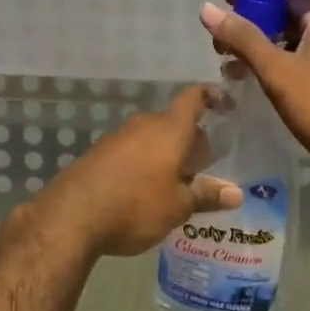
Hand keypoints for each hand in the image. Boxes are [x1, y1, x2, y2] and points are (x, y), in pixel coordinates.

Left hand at [32, 86, 242, 257]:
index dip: (211, 96)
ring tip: (180, 181)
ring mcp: (120, 136)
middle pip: (174, 122)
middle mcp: (145, 124)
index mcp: (169, 129)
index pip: (193, 98)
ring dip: (168, 153)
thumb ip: (205, 195)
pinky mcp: (101, 152)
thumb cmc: (136, 205)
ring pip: (153, 137)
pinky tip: (148, 189)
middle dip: (191, 139)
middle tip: (206, 164)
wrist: (74, 214)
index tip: (225, 103)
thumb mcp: (177, 206)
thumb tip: (236, 193)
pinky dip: (147, 161)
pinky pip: (133, 149)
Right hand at [200, 0, 309, 205]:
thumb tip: (207, 9)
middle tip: (222, 48)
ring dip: (268, 52)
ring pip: (300, 43)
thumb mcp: (276, 71)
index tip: (221, 11)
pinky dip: (287, 67)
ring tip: (237, 71)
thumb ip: (242, 38)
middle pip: (290, 18)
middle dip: (254, 30)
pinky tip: (268, 86)